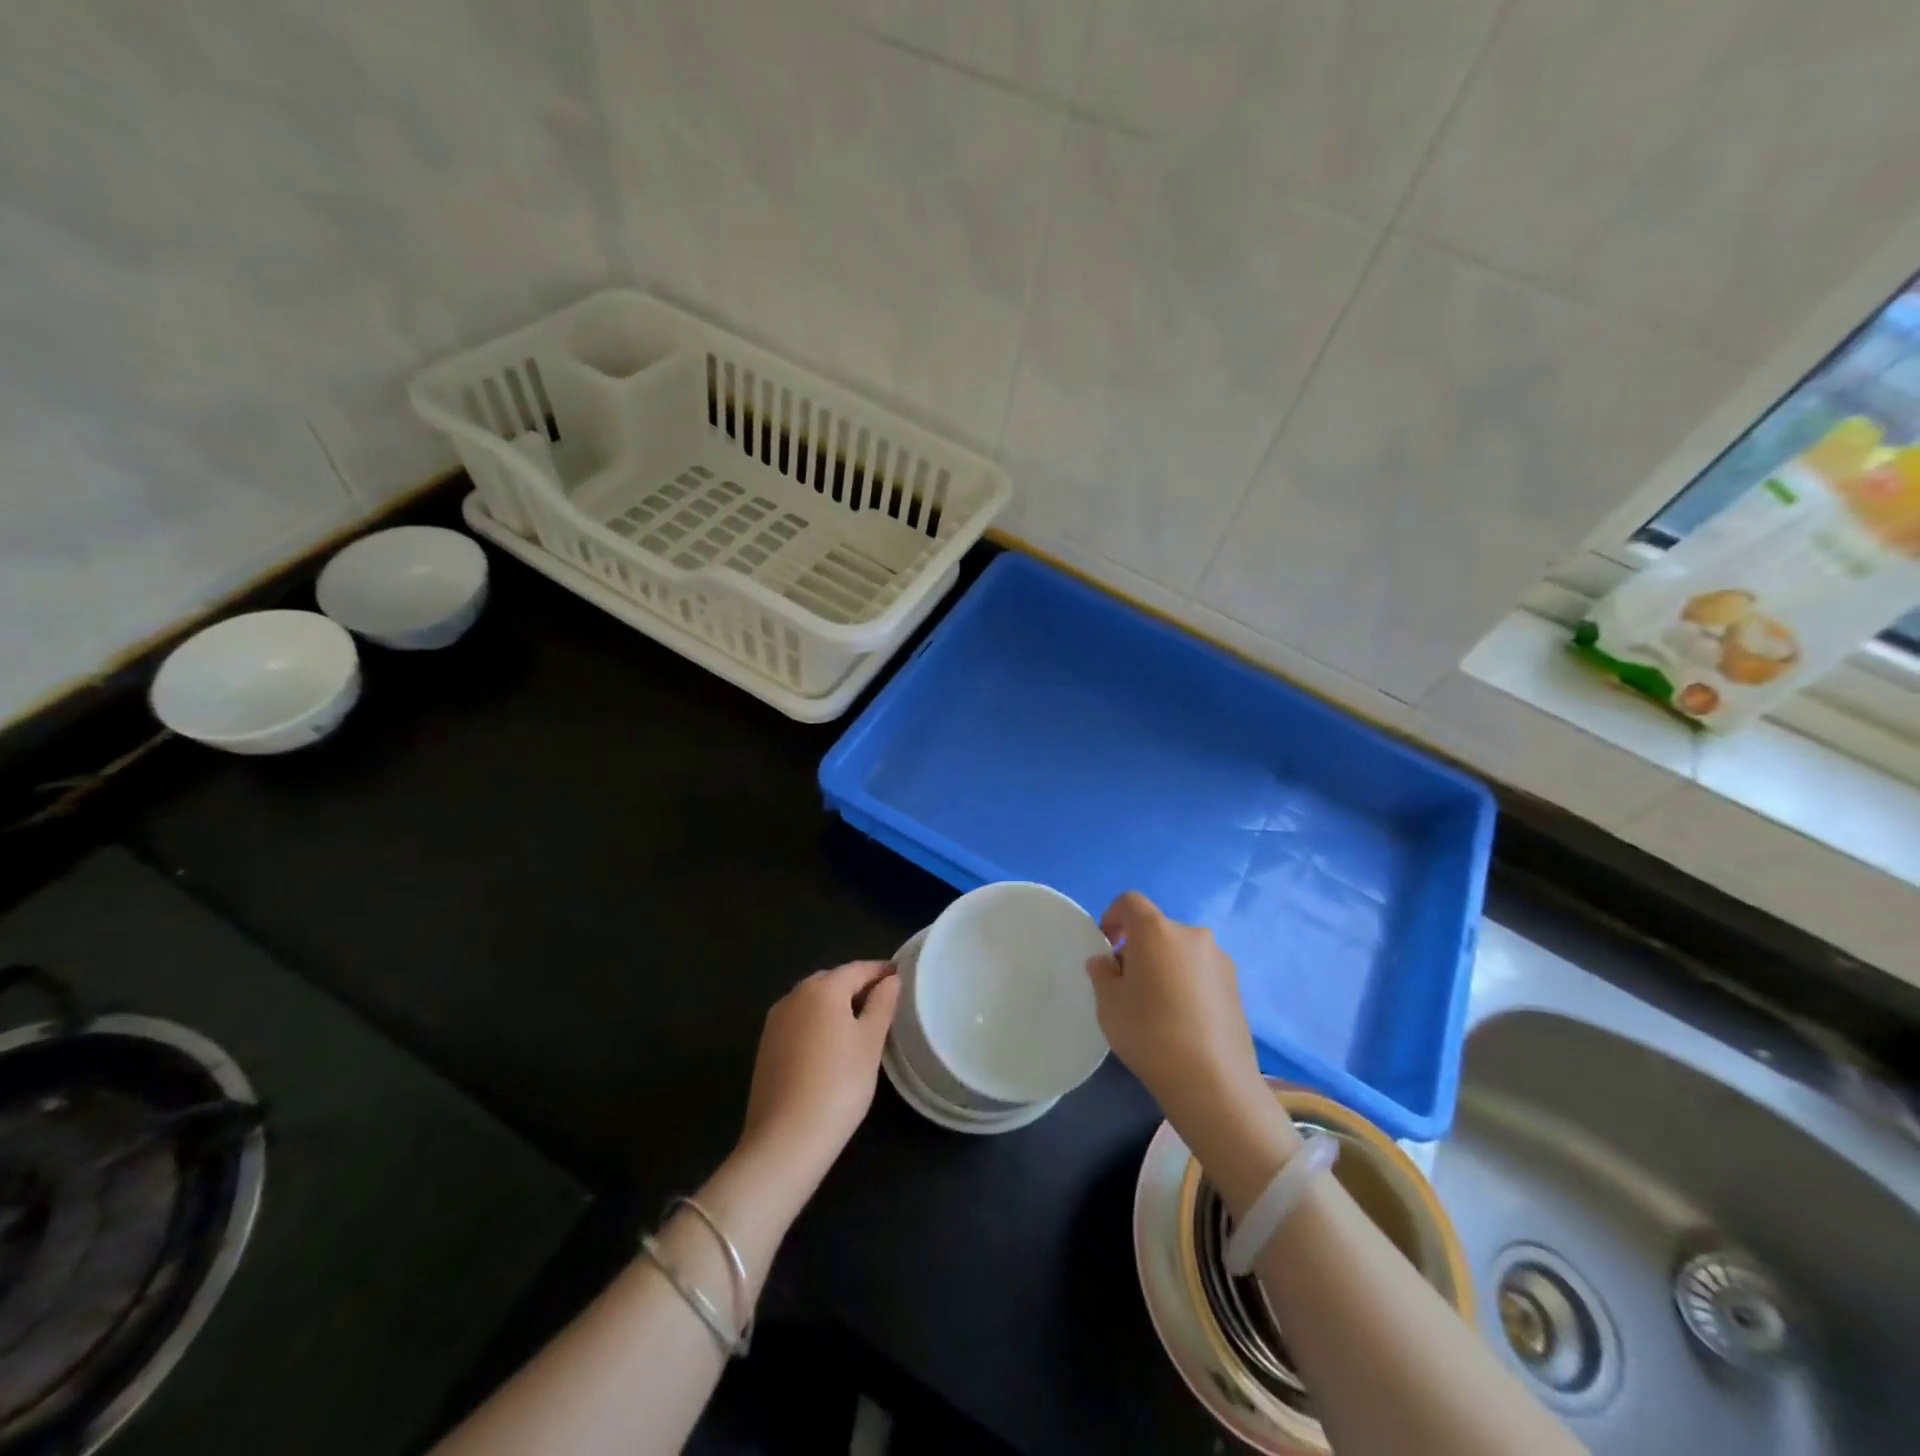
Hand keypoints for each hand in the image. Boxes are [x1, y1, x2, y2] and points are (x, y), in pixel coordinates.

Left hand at [738, 960, 899, 1194]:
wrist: (785, 1139)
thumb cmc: (839, 1085)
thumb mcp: (870, 1043)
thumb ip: (882, 1004)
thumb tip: (890, 980)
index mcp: (823, 989)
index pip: (857, 969)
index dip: (880, 971)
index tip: (899, 976)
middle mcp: (794, 996)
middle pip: (831, 980)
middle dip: (856, 985)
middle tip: (882, 1000)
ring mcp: (775, 1021)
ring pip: (812, 1000)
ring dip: (835, 1003)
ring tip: (859, 1022)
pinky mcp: (766, 1046)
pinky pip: (798, 1021)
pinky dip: (817, 1022)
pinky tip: (830, 1044)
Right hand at [1086, 892, 1284, 1157]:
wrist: (1213, 1081)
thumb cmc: (1149, 1033)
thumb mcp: (1108, 1003)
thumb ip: (1102, 973)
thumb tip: (1107, 961)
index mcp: (1156, 930)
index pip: (1130, 902)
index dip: (1112, 916)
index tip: (1106, 944)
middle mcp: (1191, 934)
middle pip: (1157, 928)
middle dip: (1139, 947)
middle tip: (1127, 982)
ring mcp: (1219, 959)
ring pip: (1180, 950)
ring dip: (1165, 964)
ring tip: (1157, 1004)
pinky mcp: (1236, 985)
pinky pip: (1200, 971)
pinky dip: (1186, 982)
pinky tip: (1182, 1018)